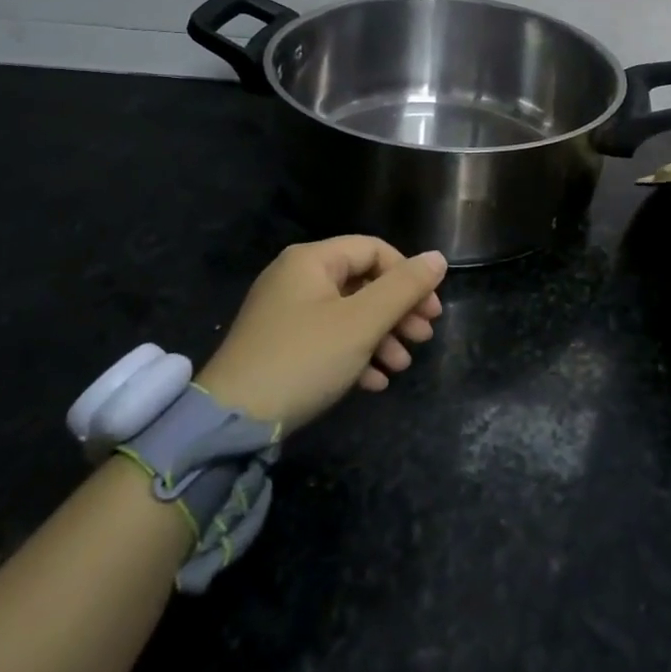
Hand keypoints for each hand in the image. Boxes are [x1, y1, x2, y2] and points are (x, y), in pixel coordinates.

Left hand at [194, 237, 446, 430]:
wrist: (232, 421)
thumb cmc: (304, 359)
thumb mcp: (361, 323)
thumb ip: (403, 288)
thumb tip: (438, 258)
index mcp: (312, 260)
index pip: (374, 249)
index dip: (408, 276)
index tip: (432, 311)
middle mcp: (296, 277)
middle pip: (362, 282)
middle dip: (397, 311)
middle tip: (423, 338)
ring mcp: (285, 312)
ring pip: (347, 313)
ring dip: (381, 336)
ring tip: (401, 367)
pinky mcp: (280, 345)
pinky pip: (327, 338)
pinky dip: (354, 354)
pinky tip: (374, 382)